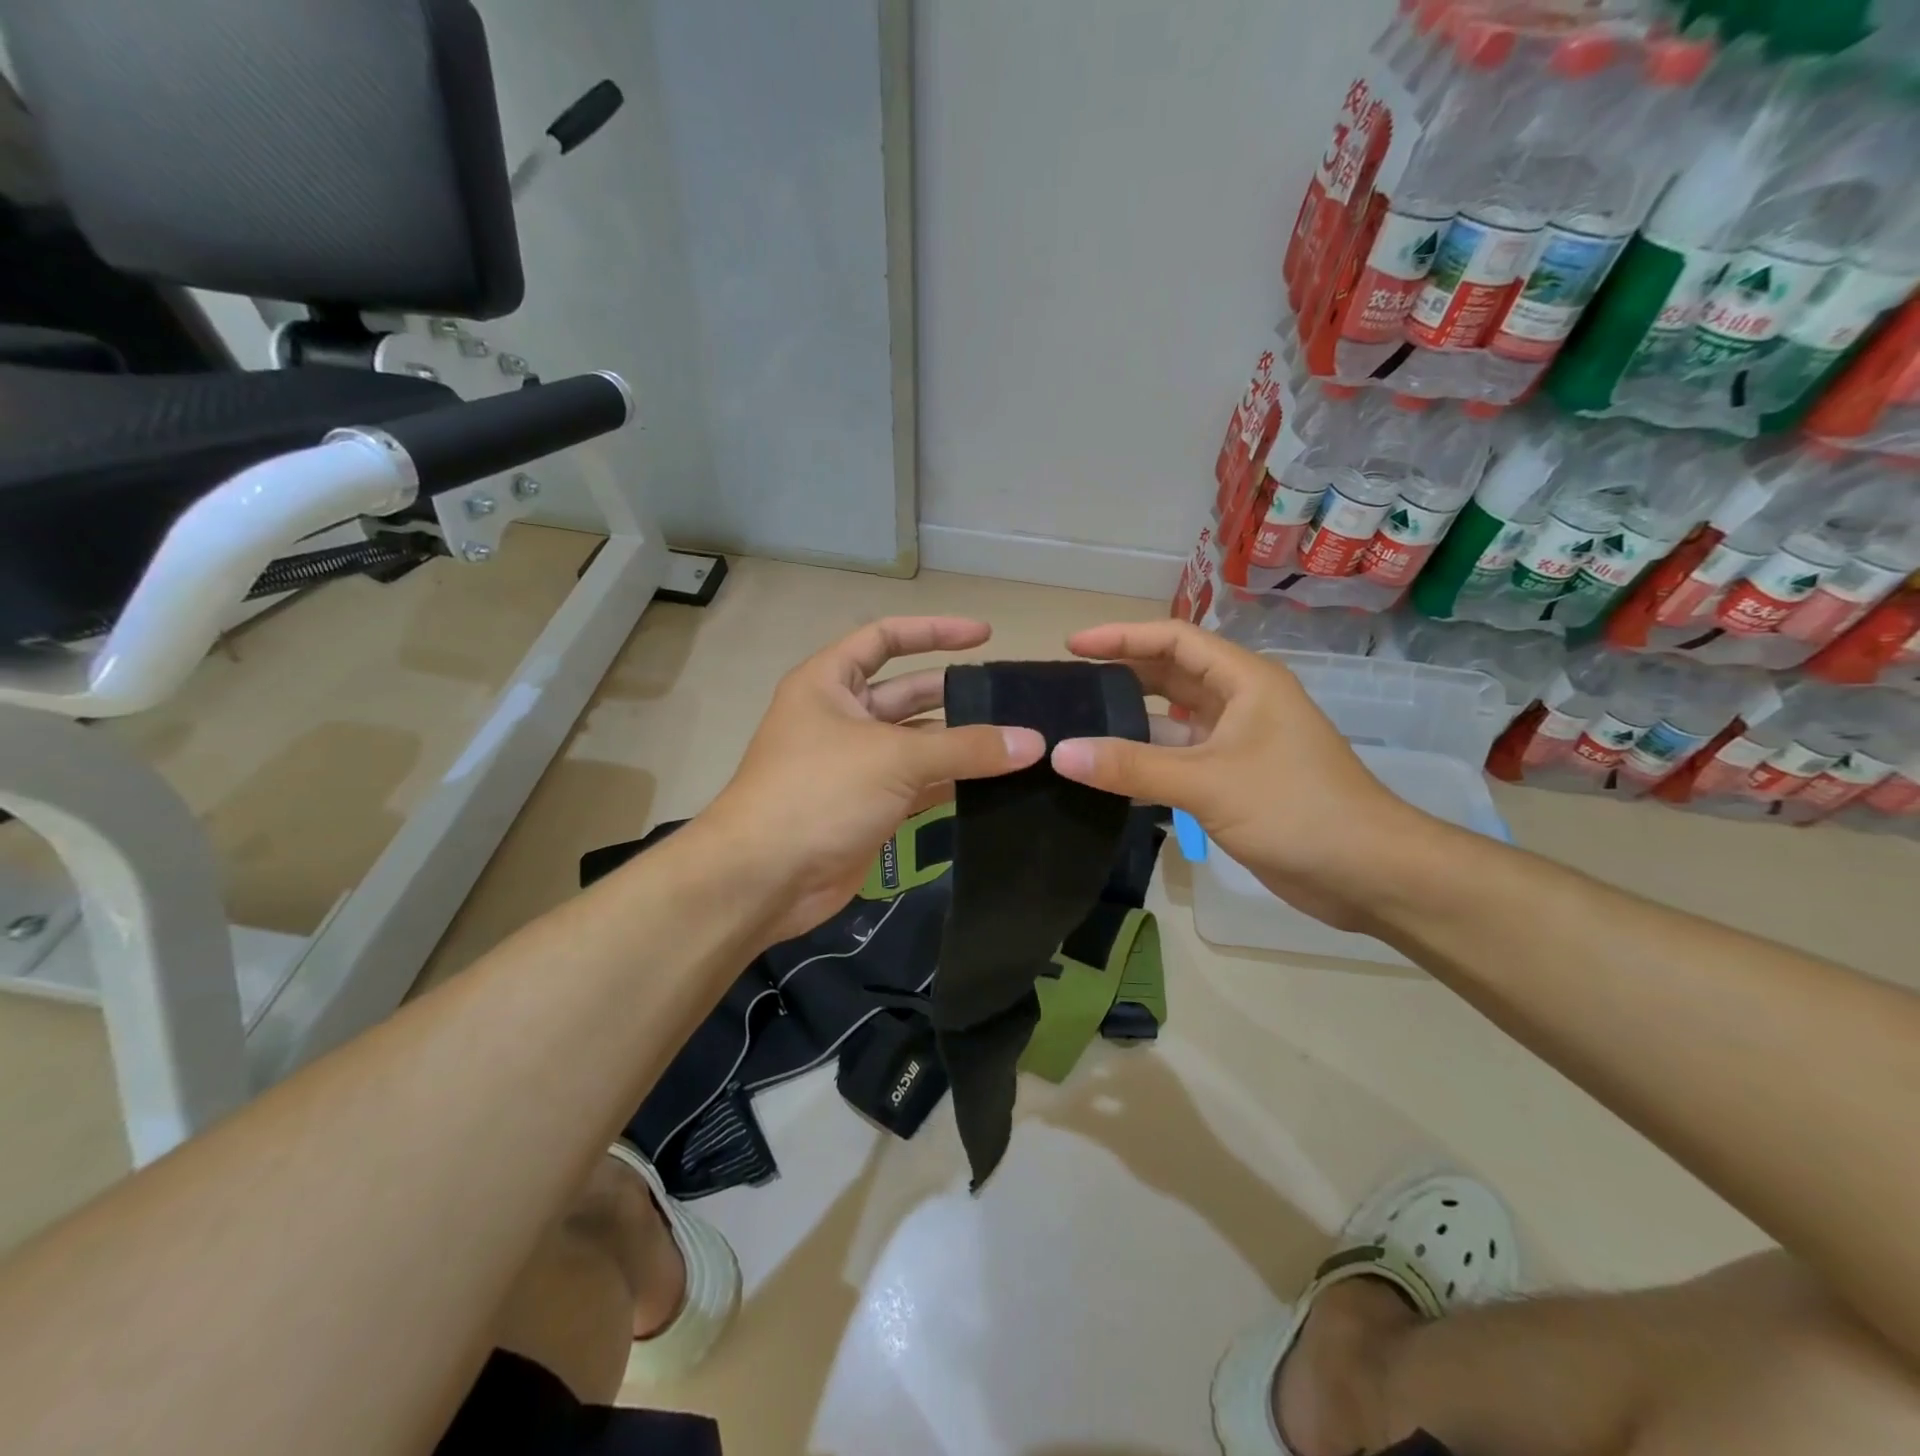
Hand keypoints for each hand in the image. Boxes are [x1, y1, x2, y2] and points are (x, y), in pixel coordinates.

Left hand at [702, 617, 1043, 943]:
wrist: (764, 879)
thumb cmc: (819, 793)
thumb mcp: (895, 758)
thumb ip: (966, 748)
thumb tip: (1034, 742)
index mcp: (830, 682)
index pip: (885, 638)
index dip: (934, 631)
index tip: (986, 635)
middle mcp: (841, 717)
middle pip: (908, 693)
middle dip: (956, 694)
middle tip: (1012, 701)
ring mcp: (855, 765)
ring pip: (917, 744)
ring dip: (960, 745)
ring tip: (1017, 743)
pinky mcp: (868, 808)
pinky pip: (918, 786)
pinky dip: (951, 784)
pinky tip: (995, 785)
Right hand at [1048, 620, 1429, 929]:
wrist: (1368, 873)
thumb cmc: (1295, 809)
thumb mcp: (1207, 782)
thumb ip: (1132, 766)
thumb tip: (1060, 752)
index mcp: (1244, 681)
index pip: (1174, 640)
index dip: (1121, 637)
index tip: (1072, 646)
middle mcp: (1240, 703)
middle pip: (1170, 676)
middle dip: (1121, 677)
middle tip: (1068, 688)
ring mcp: (1238, 744)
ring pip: (1172, 722)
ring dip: (1130, 724)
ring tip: (1077, 729)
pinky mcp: (1234, 781)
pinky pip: (1179, 759)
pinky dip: (1146, 763)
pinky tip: (1108, 776)